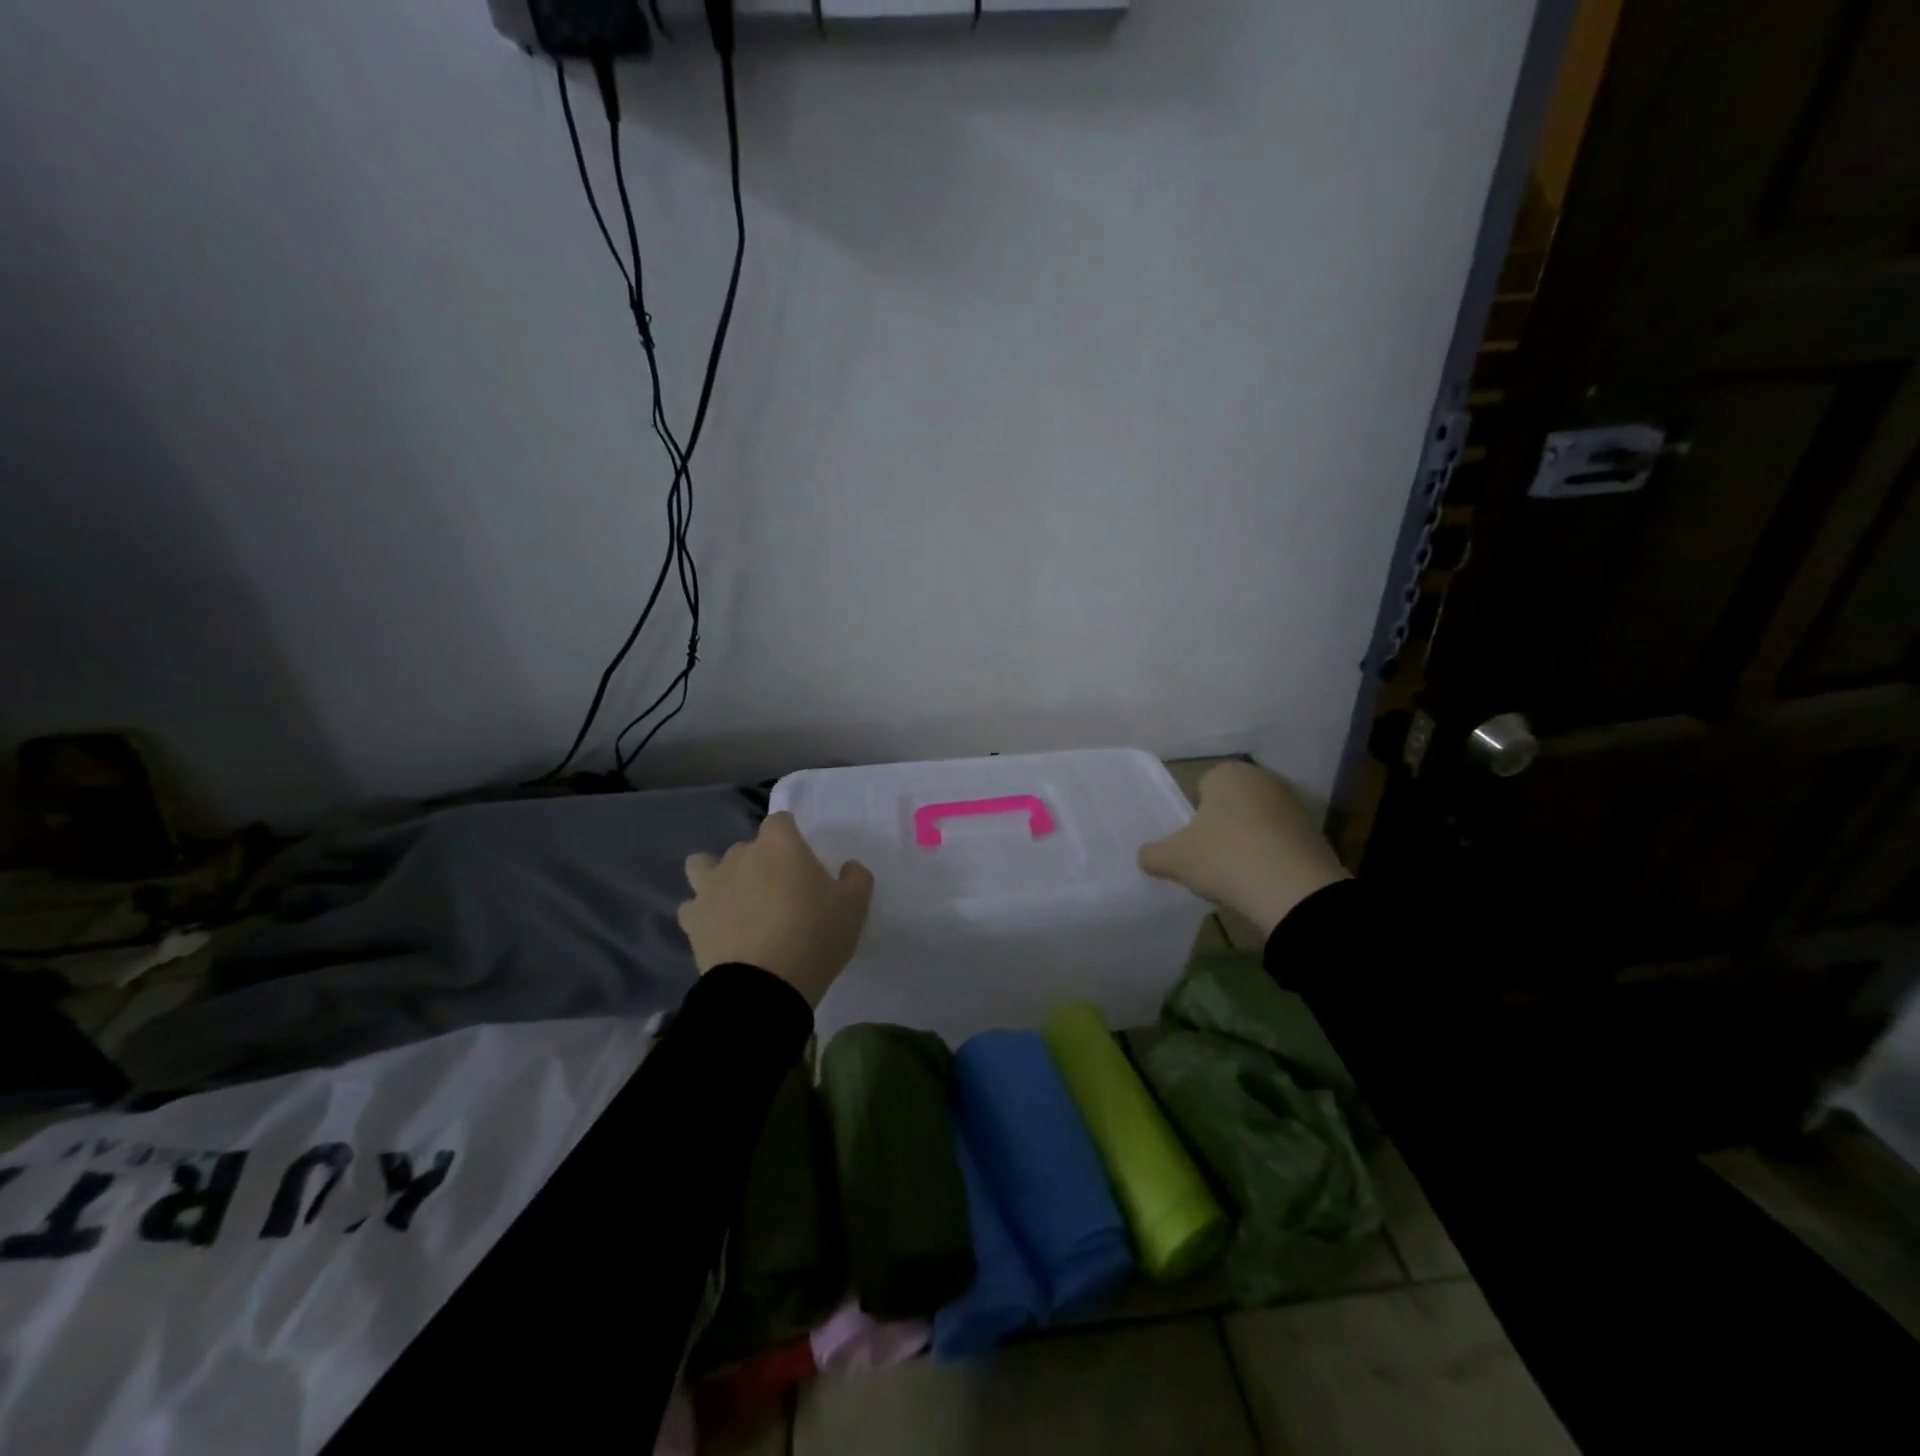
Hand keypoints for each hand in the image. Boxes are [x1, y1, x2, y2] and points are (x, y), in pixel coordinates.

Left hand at [678, 812, 874, 1007]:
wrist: (763, 987)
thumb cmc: (814, 936)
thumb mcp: (854, 907)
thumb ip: (856, 878)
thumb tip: (849, 867)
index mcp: (780, 845)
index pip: (780, 820)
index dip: (790, 836)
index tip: (802, 859)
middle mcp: (741, 856)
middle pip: (747, 846)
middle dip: (760, 861)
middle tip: (780, 891)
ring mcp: (711, 886)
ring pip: (704, 865)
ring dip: (718, 875)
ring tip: (736, 899)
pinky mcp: (692, 919)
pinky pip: (692, 905)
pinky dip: (702, 912)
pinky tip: (717, 927)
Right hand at [1139, 762, 1348, 940]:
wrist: (1294, 890)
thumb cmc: (1224, 857)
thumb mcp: (1174, 859)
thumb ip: (1153, 854)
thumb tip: (1146, 856)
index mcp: (1227, 773)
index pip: (1200, 788)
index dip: (1192, 817)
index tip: (1191, 844)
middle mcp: (1262, 779)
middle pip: (1230, 805)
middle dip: (1220, 828)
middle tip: (1209, 859)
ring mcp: (1293, 805)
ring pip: (1255, 824)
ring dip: (1245, 843)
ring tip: (1236, 875)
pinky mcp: (1314, 833)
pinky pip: (1279, 843)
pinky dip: (1269, 858)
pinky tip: (1261, 882)